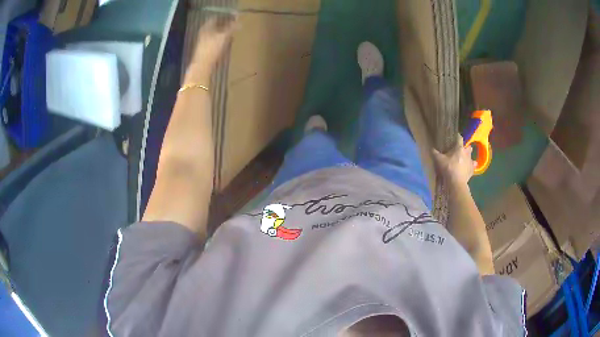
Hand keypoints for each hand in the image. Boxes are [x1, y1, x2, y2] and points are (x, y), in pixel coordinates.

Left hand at [186, 16, 236, 81]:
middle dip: (225, 26)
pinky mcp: (206, 50)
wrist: (202, 66)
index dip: (225, 17)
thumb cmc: (212, 49)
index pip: (216, 18)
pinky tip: (227, 45)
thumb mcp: (224, 36)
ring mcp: (204, 42)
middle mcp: (204, 33)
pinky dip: (222, 42)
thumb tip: (239, 21)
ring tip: (233, 35)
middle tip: (235, 26)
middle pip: (216, 26)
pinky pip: (215, 42)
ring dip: (224, 34)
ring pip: (216, 35)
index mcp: (206, 27)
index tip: (234, 18)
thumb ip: (232, 28)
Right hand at [432, 135, 476, 185]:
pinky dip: (471, 166)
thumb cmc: (448, 169)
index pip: (460, 138)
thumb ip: (435, 153)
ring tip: (464, 159)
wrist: (456, 183)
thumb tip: (431, 149)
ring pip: (471, 156)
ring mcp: (471, 162)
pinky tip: (467, 168)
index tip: (455, 138)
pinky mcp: (472, 170)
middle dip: (465, 147)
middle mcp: (467, 153)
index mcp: (459, 148)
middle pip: (468, 146)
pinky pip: (473, 166)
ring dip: (468, 156)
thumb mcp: (439, 160)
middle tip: (460, 150)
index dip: (457, 137)